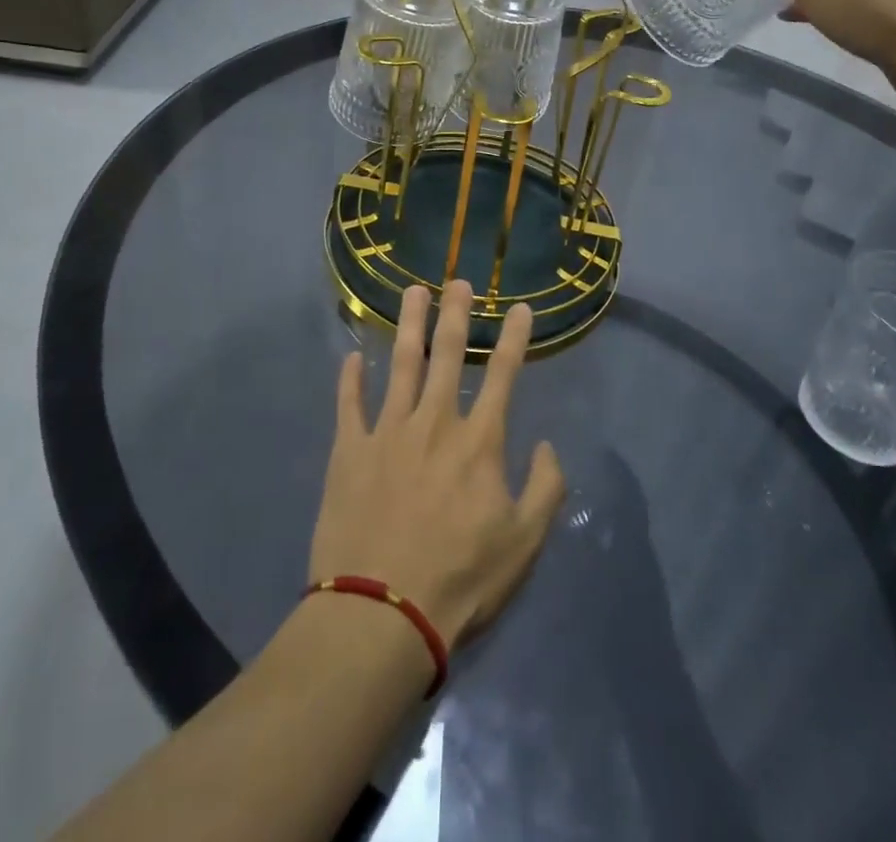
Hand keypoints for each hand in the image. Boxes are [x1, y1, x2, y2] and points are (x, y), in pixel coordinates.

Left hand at [310, 281, 565, 649]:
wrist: (382, 613)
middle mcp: (434, 422)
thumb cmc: (461, 579)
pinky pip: (349, 404)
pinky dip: (350, 379)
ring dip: (408, 325)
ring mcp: (387, 432)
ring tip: (412, 292)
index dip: (514, 337)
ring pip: (400, 364)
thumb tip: (546, 445)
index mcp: (478, 441)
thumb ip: (546, 488)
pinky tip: (352, 357)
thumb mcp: (524, 543)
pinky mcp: (349, 451)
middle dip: (455, 314)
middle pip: (447, 355)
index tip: (521, 307)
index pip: (503, 374)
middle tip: (457, 280)